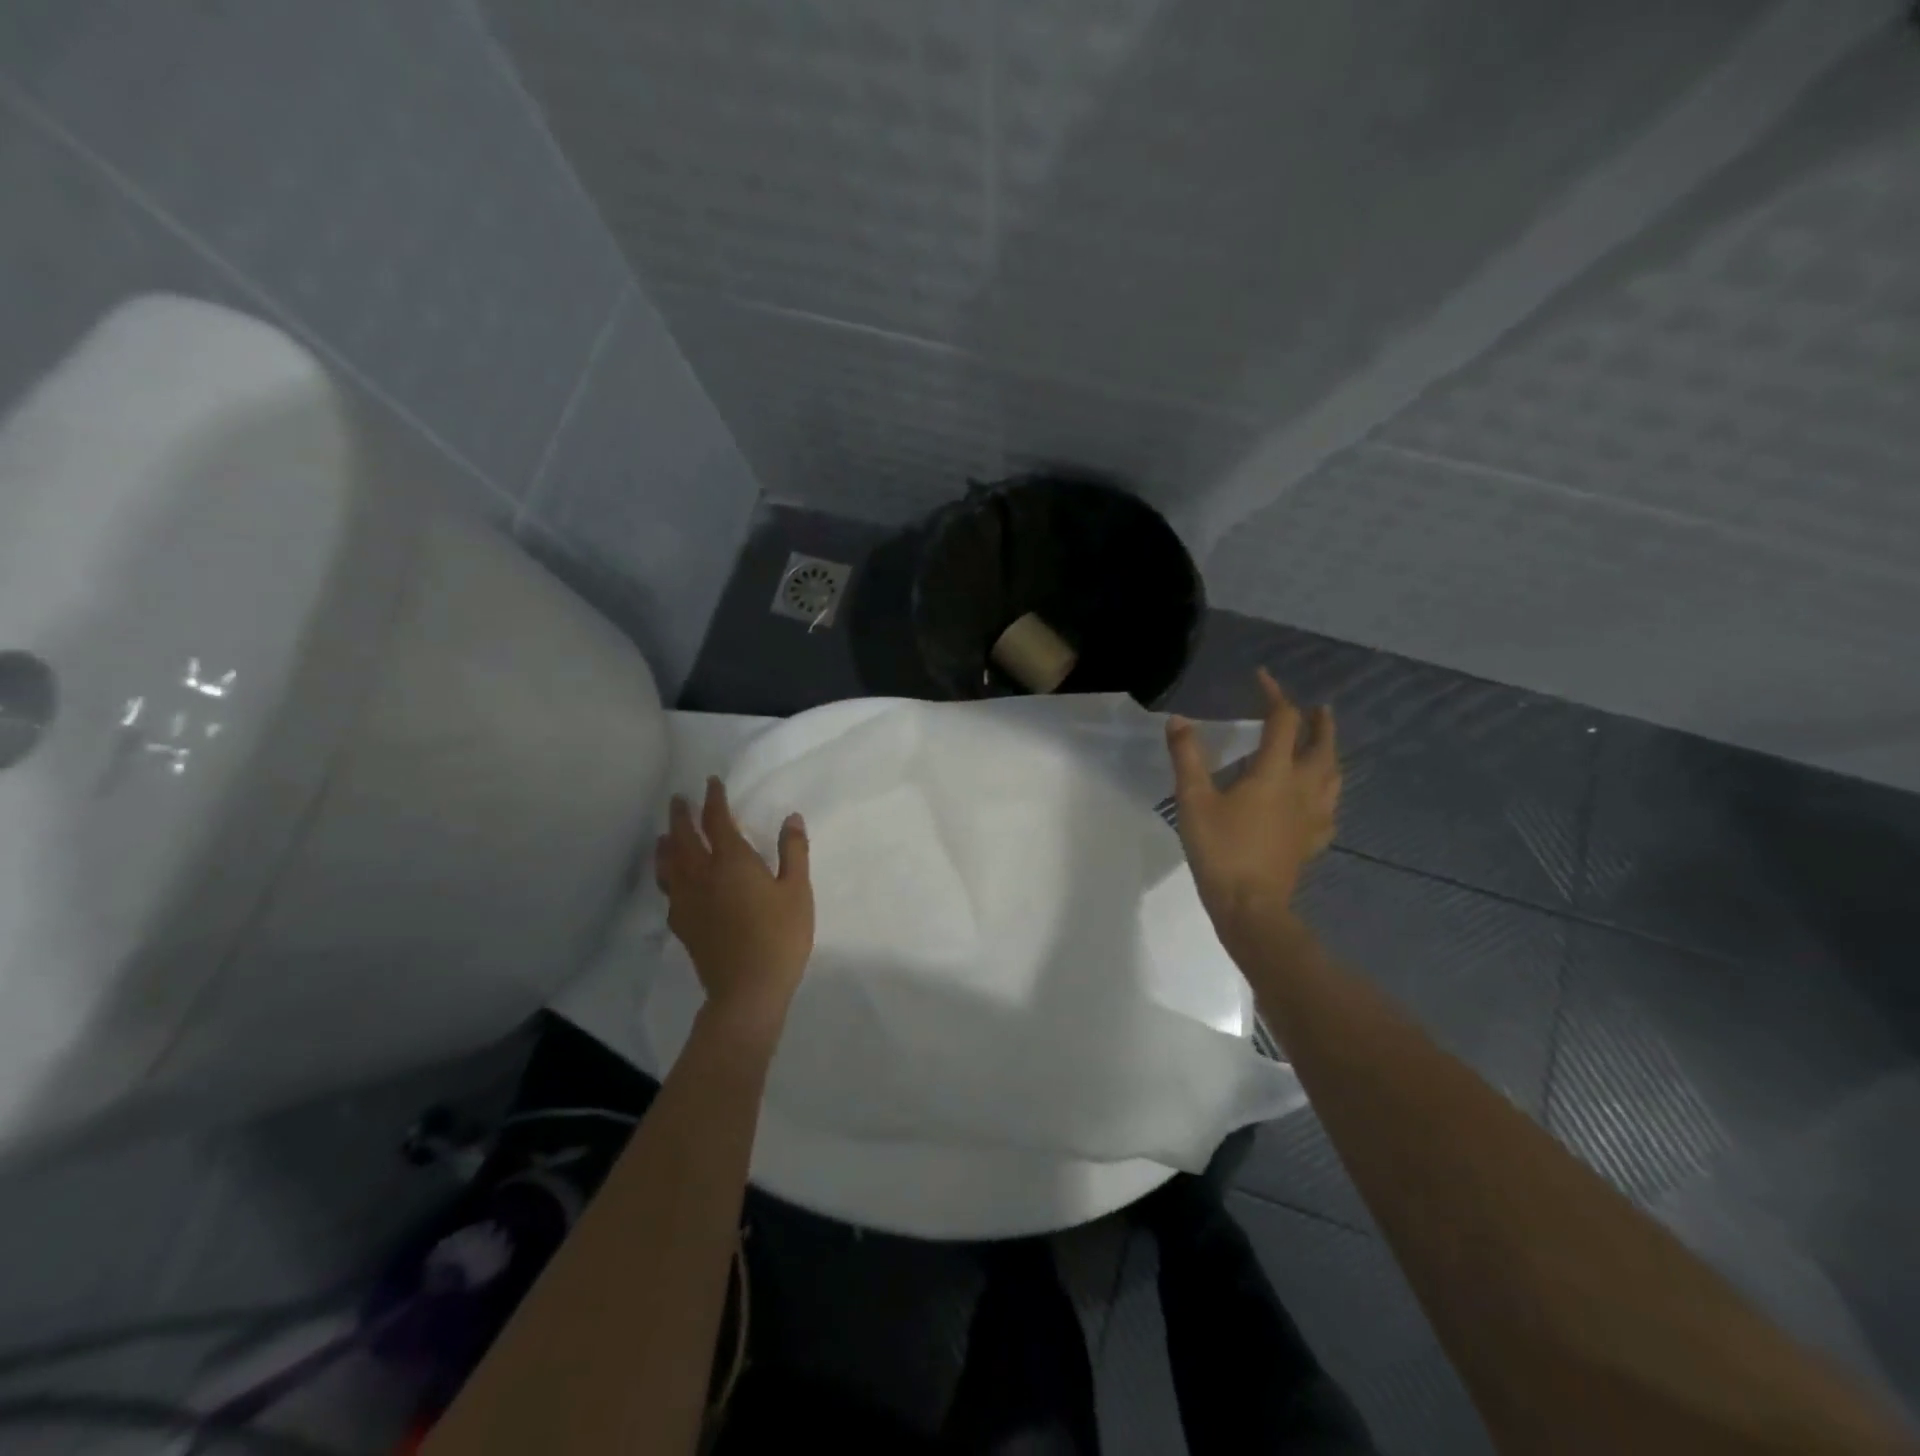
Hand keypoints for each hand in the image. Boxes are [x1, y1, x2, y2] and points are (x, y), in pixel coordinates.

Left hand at [656, 777, 814, 1036]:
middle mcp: (702, 874)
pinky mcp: (682, 923)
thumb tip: (791, 818)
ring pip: (668, 863)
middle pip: (683, 838)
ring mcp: (687, 900)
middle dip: (681, 816)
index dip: (714, 800)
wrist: (747, 989)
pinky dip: (666, 874)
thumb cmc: (780, 936)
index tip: (711, 783)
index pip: (717, 821)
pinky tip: (671, 879)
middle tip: (679, 800)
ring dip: (666, 844)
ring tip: (664, 835)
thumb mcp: (797, 891)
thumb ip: (793, 851)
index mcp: (732, 861)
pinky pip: (668, 889)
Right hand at [1166, 670, 1339, 951]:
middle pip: (1322, 746)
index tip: (1262, 678)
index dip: (1274, 695)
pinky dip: (1328, 794)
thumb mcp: (1193, 800)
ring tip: (1325, 746)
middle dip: (1320, 722)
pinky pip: (1330, 809)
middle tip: (1318, 709)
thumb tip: (1179, 719)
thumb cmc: (1220, 849)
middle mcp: (1302, 787)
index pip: (1282, 721)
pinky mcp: (1312, 841)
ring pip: (1333, 776)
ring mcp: (1313, 816)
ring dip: (1330, 753)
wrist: (1250, 905)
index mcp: (1274, 772)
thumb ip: (1187, 757)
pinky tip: (1321, 801)